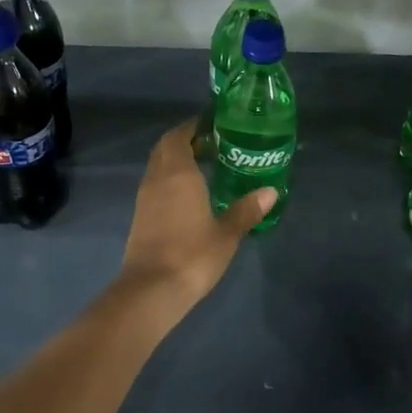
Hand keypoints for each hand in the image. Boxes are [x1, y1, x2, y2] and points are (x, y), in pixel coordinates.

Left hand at [118, 120, 275, 310]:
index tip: (214, 123)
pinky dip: (171, 179)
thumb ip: (247, 209)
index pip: (180, 135)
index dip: (194, 126)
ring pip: (158, 166)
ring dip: (177, 160)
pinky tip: (190, 193)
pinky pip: (156, 184)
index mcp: (178, 173)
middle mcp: (157, 178)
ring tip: (206, 165)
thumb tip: (271, 191)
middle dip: (186, 140)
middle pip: (166, 147)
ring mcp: (145, 197)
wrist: (152, 289)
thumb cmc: (192, 255)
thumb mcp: (227, 233)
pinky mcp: (140, 216)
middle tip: (214, 143)